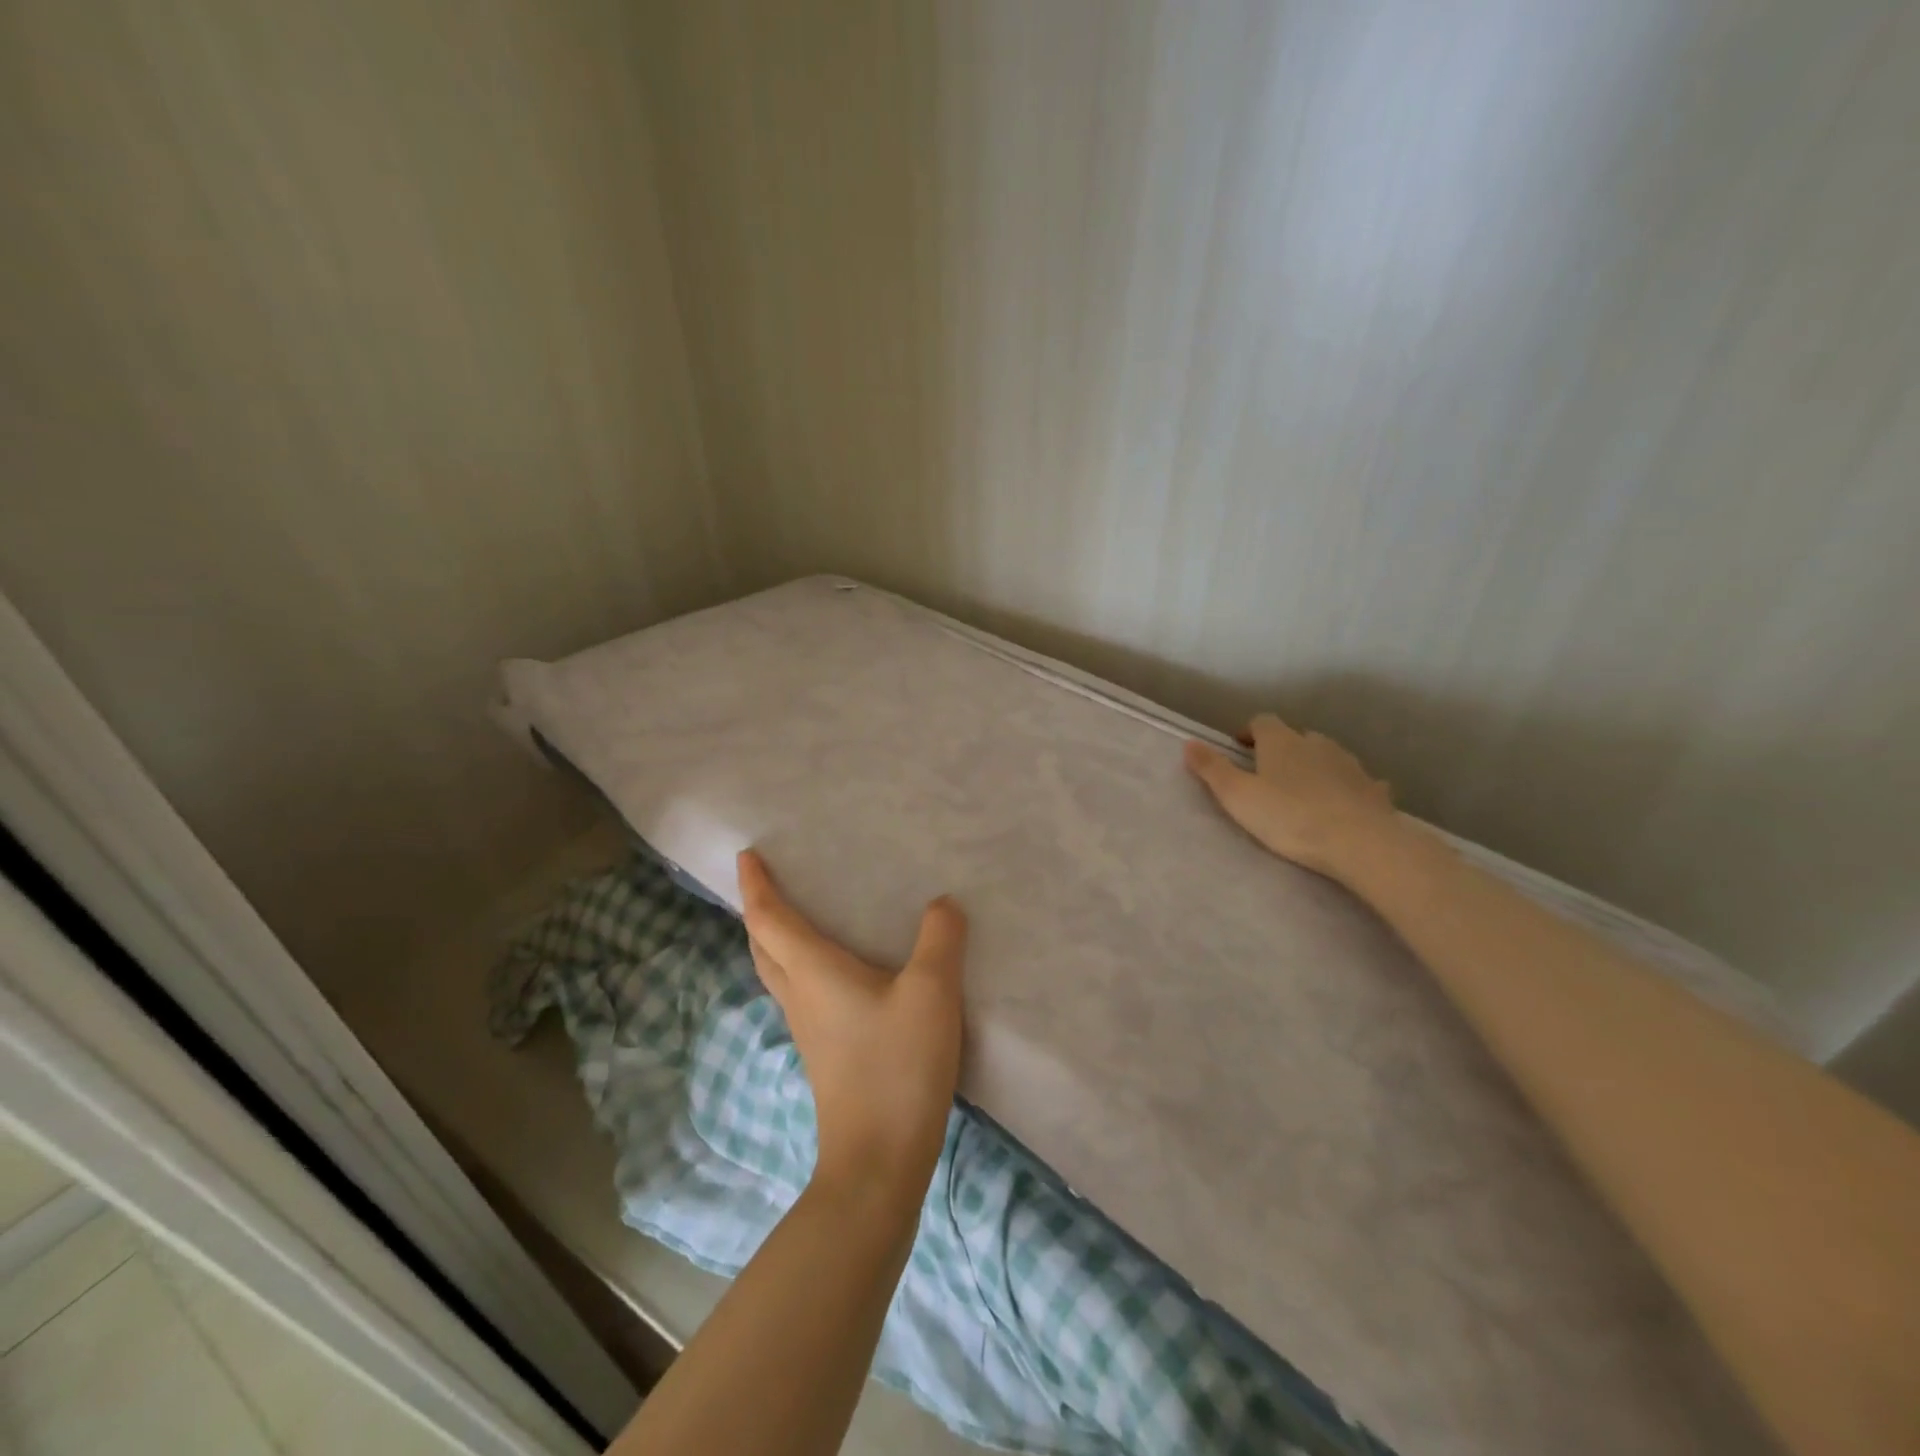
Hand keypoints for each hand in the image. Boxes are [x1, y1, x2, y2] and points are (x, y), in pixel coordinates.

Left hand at [736, 850, 966, 1198]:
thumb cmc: (896, 1066)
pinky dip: (801, 967)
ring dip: (776, 941)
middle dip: (758, 912)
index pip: (769, 919)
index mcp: (813, 972)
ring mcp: (808, 1030)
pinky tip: (835, 973)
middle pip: (763, 946)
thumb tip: (942, 904)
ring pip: (778, 973)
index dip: (756, 886)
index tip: (746, 856)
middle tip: (767, 883)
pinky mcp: (825, 1054)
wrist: (879, 1161)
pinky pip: (801, 994)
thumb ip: (939, 940)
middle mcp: (800, 996)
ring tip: (797, 918)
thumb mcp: (931, 992)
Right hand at [1183, 714, 1396, 879]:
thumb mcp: (1237, 796)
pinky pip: (1356, 781)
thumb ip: (1212, 769)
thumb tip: (1189, 743)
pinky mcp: (1373, 789)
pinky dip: (1346, 787)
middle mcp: (1316, 744)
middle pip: (1296, 736)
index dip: (1249, 732)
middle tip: (1268, 773)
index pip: (1262, 721)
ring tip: (1303, 788)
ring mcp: (1349, 764)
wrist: (1360, 842)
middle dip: (1282, 749)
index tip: (1240, 748)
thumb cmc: (1289, 816)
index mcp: (1281, 741)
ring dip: (1314, 765)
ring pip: (1327, 755)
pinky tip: (1343, 802)